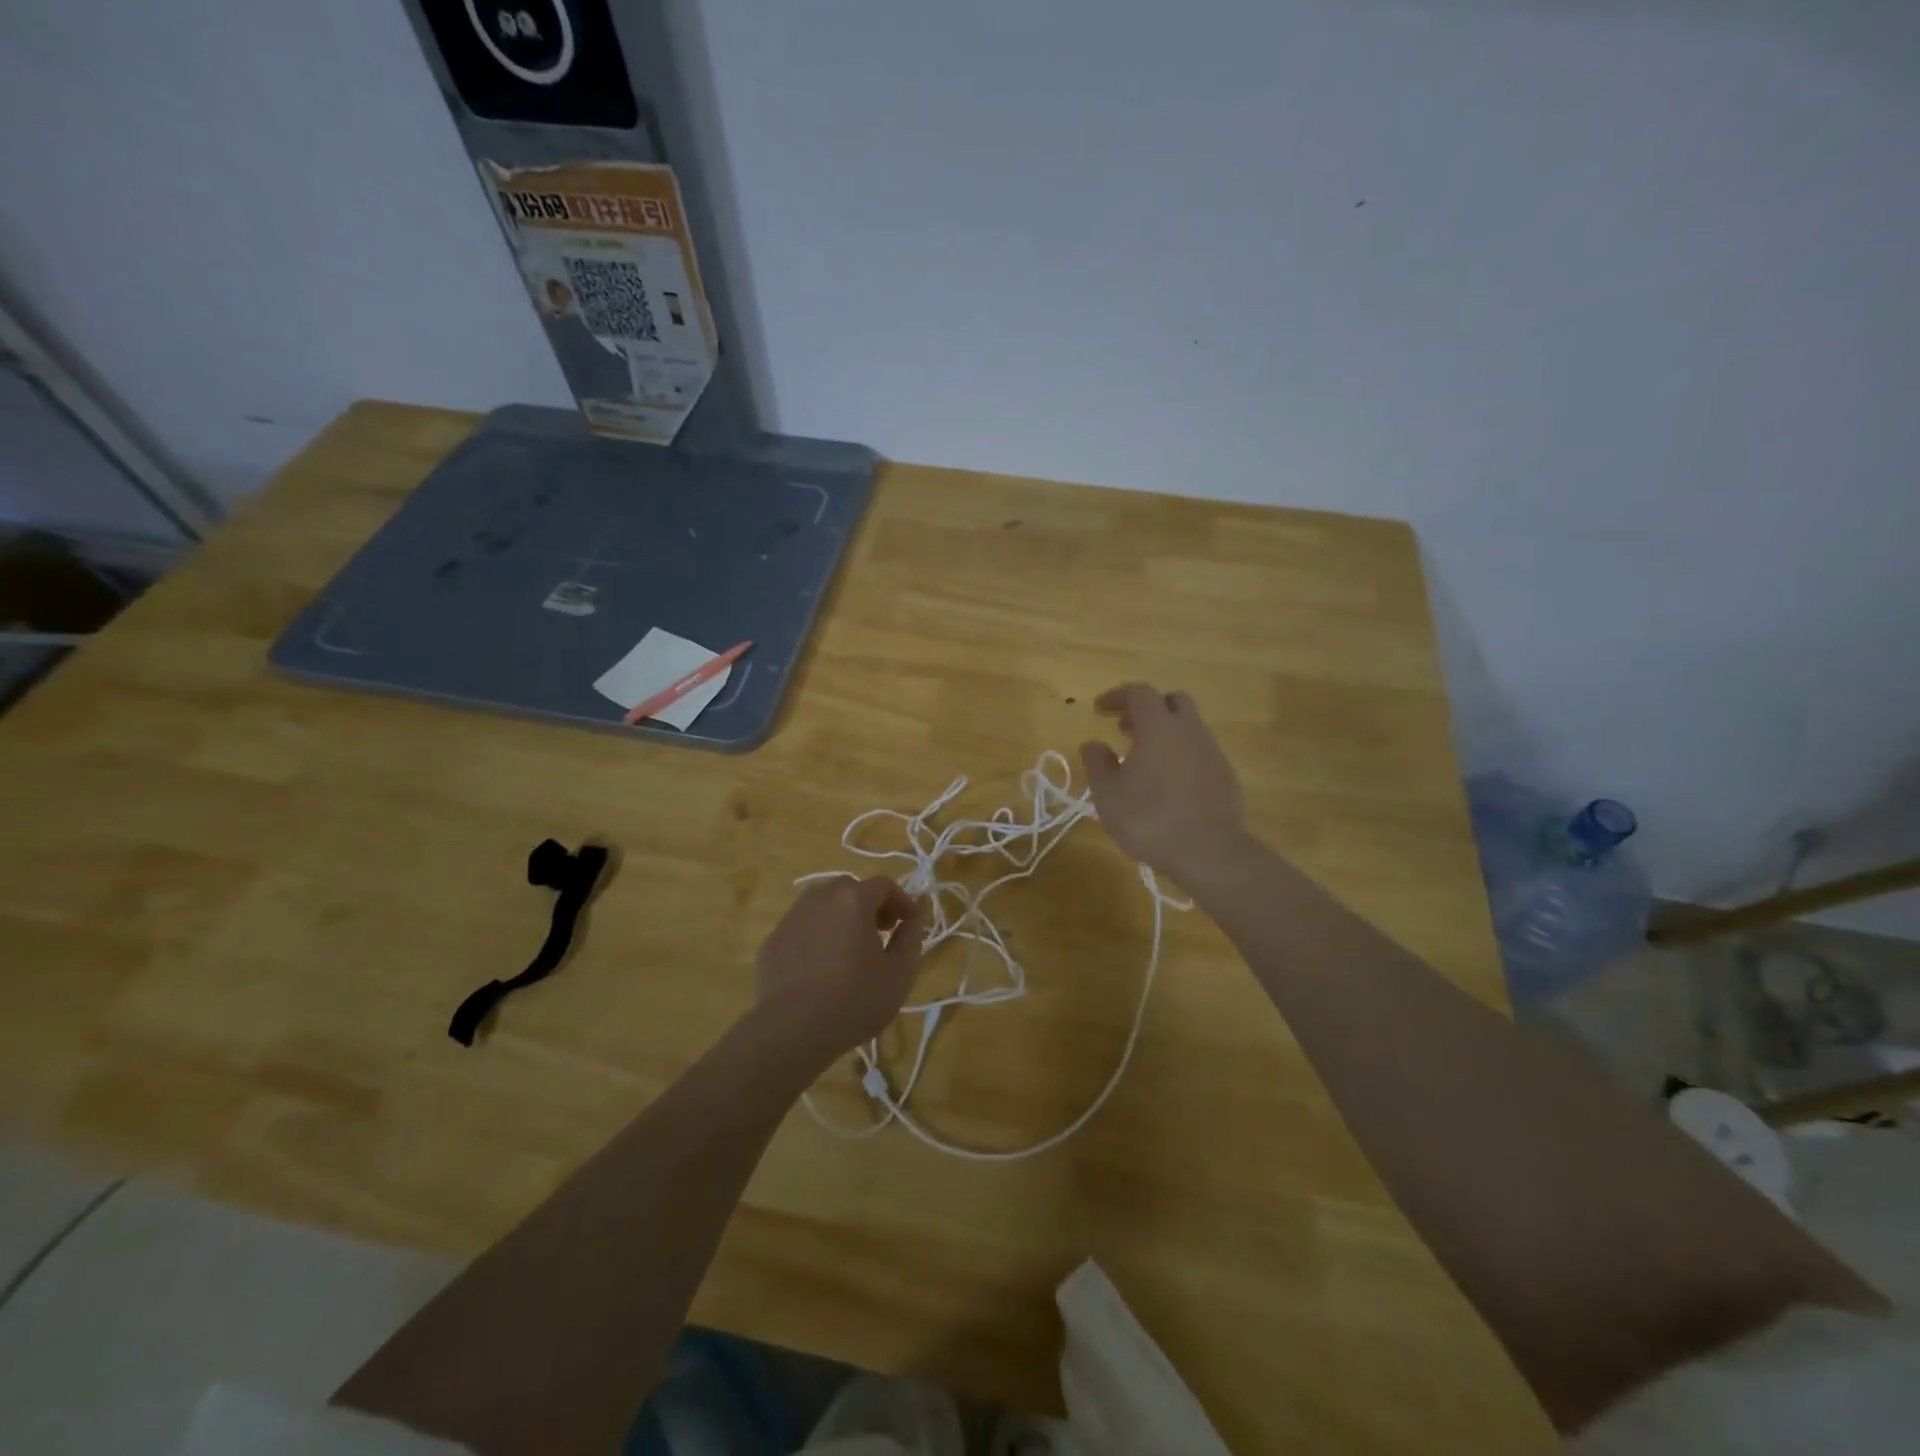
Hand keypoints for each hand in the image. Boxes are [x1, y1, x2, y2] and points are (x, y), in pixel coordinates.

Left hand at [753, 877, 929, 1059]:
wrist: (791, 1031)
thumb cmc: (854, 999)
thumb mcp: (900, 973)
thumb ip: (911, 936)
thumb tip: (914, 915)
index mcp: (852, 899)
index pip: (884, 884)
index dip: (901, 900)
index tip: (909, 922)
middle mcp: (819, 898)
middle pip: (850, 890)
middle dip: (870, 905)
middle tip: (880, 933)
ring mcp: (791, 918)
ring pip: (822, 907)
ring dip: (841, 919)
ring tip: (849, 951)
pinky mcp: (772, 941)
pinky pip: (802, 929)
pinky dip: (816, 937)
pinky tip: (820, 969)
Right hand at [1080, 684, 1249, 885]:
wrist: (1209, 852)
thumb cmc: (1149, 818)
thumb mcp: (1108, 794)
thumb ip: (1097, 763)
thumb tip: (1093, 744)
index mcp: (1159, 727)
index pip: (1139, 693)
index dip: (1118, 696)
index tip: (1100, 709)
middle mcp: (1189, 730)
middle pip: (1172, 701)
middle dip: (1147, 709)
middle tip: (1126, 728)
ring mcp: (1212, 751)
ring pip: (1189, 727)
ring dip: (1166, 733)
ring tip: (1145, 759)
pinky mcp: (1226, 775)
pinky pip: (1200, 751)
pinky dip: (1182, 755)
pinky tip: (1169, 782)